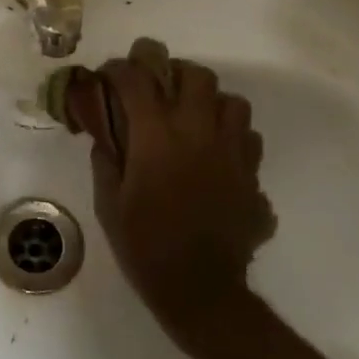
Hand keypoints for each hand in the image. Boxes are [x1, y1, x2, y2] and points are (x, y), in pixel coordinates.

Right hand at [87, 38, 274, 343]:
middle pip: (196, 75)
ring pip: (232, 100)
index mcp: (156, 135)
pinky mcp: (252, 174)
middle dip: (174, 72)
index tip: (110, 75)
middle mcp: (198, 132)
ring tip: (193, 118)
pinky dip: (232, 136)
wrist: (200, 289)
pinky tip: (216, 154)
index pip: (137, 78)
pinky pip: (248, 137)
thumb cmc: (145, 245)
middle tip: (159, 89)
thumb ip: (106, 159)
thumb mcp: (108, 203)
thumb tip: (106, 134)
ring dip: (210, 102)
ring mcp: (232, 151)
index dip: (120, 69)